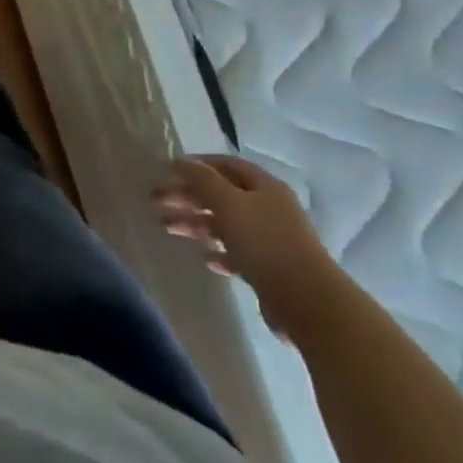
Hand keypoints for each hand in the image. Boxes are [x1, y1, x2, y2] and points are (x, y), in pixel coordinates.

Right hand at [154, 156, 347, 338]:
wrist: (307, 302)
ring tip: (166, 227)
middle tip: (156, 201)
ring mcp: (270, 239)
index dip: (197, 165)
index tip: (168, 171)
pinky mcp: (269, 269)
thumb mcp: (229, 203)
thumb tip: (180, 161)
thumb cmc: (265, 242)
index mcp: (264, 186)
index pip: (226, 165)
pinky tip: (204, 258)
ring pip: (225, 224)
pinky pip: (237, 253)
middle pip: (221, 195)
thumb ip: (202, 180)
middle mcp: (268, 208)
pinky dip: (218, 252)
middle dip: (188, 196)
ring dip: (196, 223)